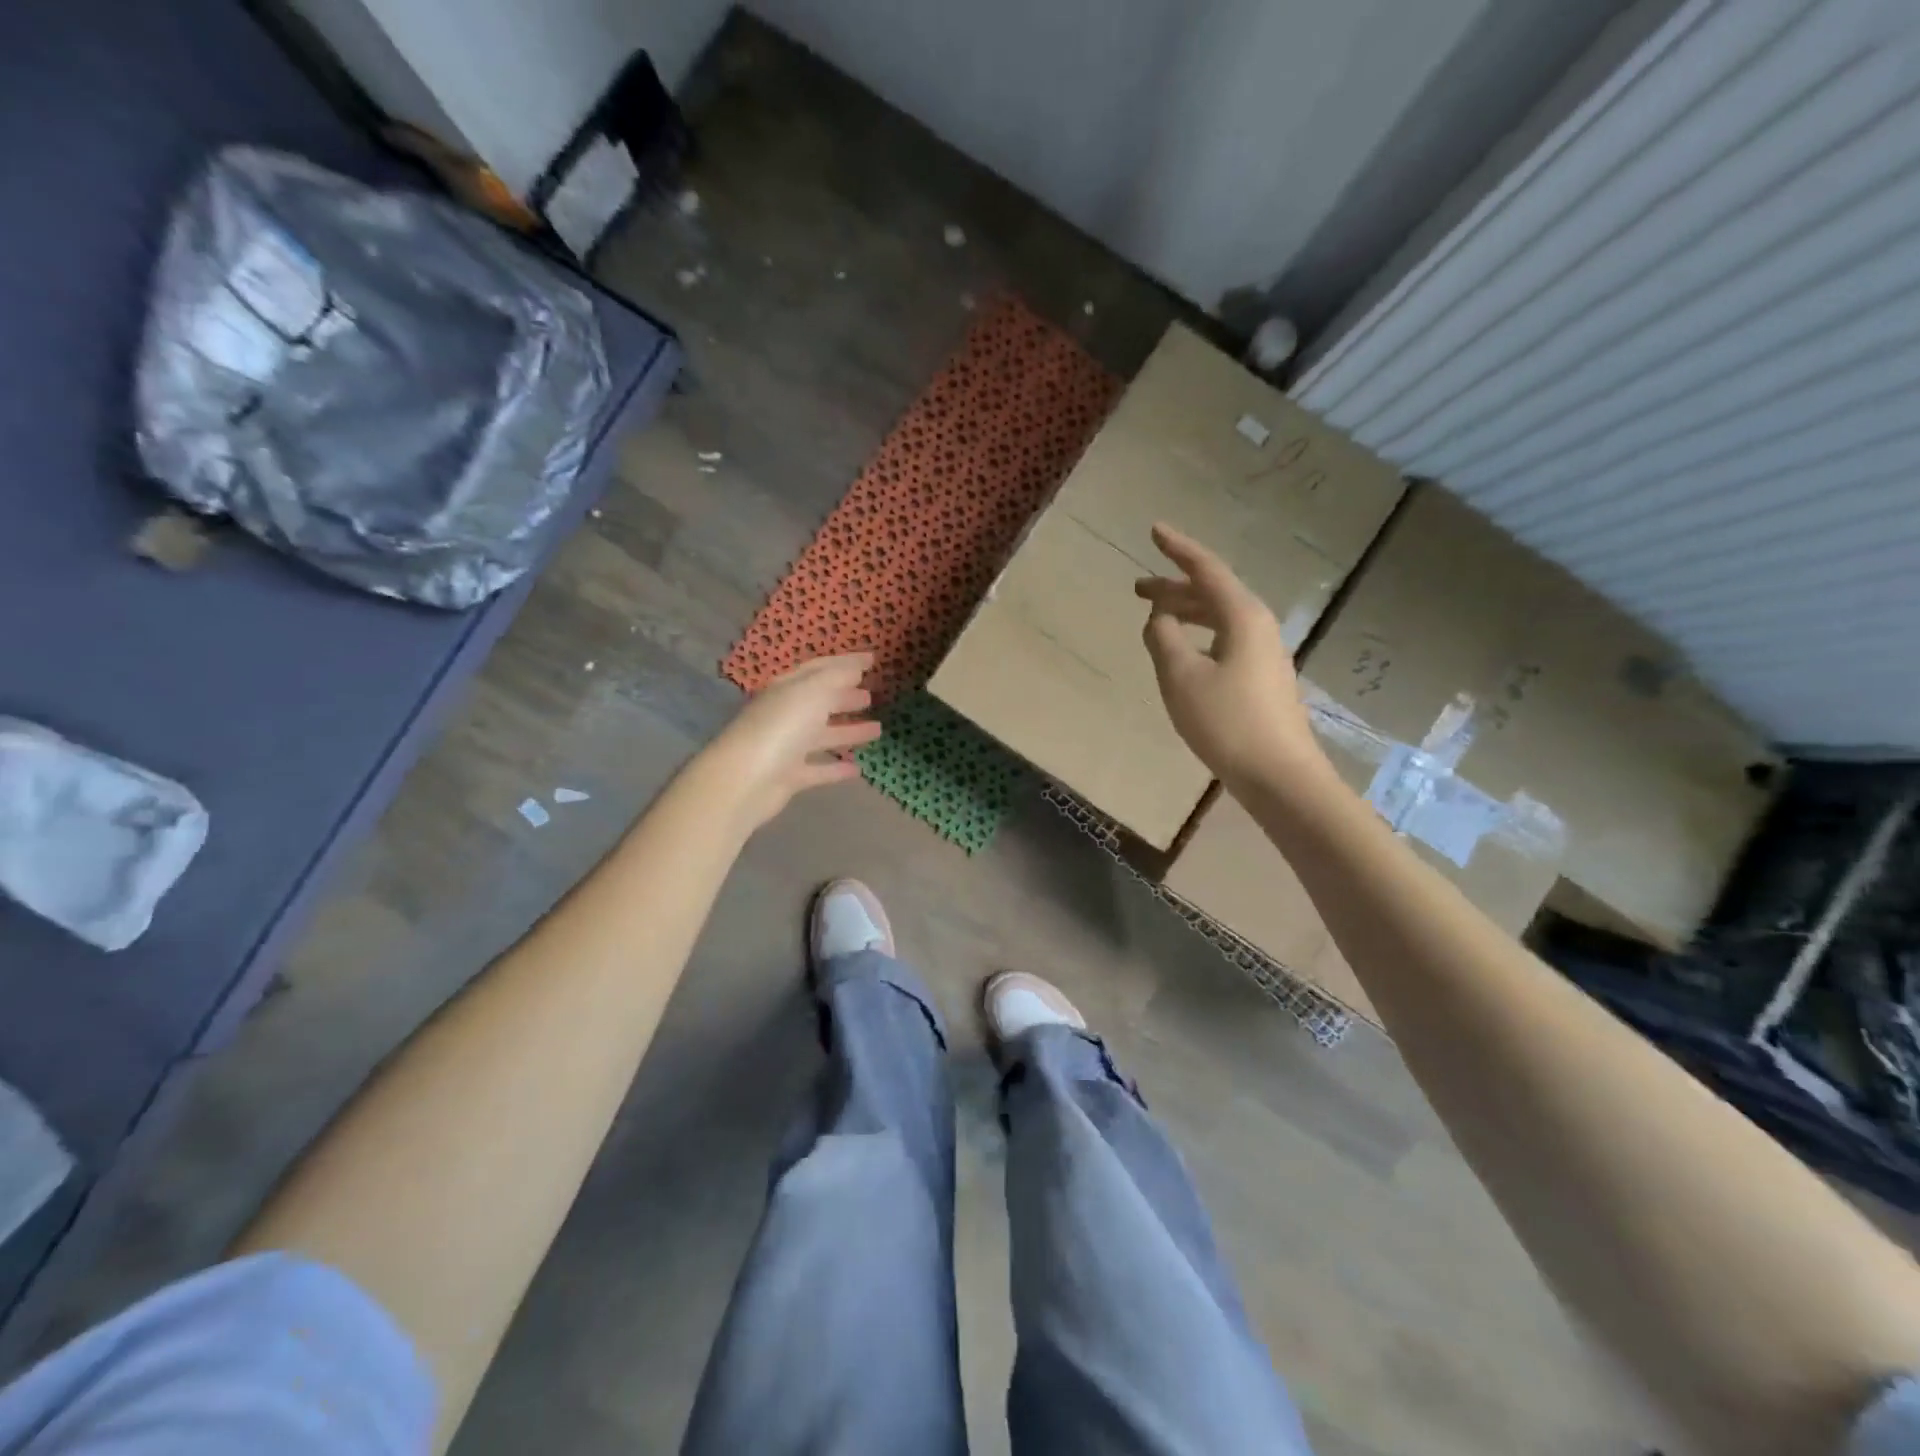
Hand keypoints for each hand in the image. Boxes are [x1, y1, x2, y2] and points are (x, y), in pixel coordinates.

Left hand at [702, 654, 880, 829]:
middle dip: (845, 696)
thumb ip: (838, 677)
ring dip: (848, 731)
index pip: (820, 669)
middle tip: (871, 695)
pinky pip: (819, 769)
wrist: (746, 779)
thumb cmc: (781, 727)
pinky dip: (837, 768)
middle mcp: (786, 714)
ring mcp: (787, 746)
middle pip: (820, 701)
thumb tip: (858, 666)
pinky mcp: (790, 777)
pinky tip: (858, 768)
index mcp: (788, 688)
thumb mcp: (813, 692)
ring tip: (877, 730)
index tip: (873, 660)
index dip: (847, 662)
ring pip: (823, 735)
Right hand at [1136, 524, 1324, 789]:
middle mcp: (1258, 627)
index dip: (1178, 549)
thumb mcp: (1181, 677)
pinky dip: (1198, 636)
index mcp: (1242, 617)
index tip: (1154, 529)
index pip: (1206, 570)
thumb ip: (1163, 638)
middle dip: (1174, 588)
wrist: (1279, 776)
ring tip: (1155, 619)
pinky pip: (1224, 641)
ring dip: (1186, 613)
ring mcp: (1264, 654)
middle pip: (1212, 594)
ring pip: (1219, 619)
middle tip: (1137, 589)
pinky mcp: (1261, 679)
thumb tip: (1159, 618)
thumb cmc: (1226, 722)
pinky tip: (1182, 653)